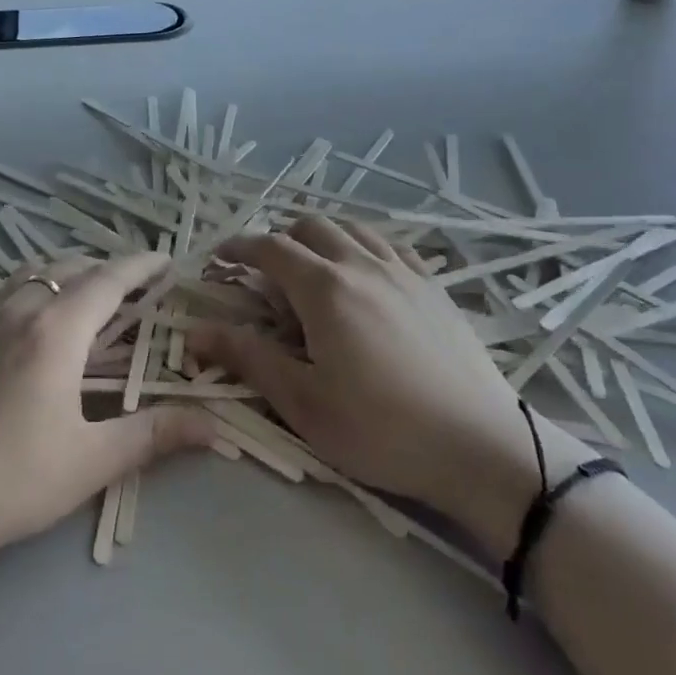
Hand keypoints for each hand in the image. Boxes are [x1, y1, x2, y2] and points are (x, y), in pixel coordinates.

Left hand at [0, 251, 213, 578]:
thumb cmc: (4, 481)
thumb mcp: (88, 462)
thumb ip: (153, 436)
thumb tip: (217, 427)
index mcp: (56, 330)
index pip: (108, 279)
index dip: (141, 266)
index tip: (167, 259)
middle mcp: (20, 311)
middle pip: (72, 268)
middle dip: (109, 268)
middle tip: (138, 286)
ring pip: (35, 274)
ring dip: (70, 272)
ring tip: (91, 294)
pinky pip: (10, 292)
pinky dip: (40, 286)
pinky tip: (39, 324)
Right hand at [187, 217, 590, 545]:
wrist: (480, 446)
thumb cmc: (381, 429)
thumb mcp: (303, 402)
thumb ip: (248, 358)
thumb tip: (195, 331)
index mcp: (325, 288)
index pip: (271, 248)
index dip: (239, 247)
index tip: (219, 257)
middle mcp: (362, 264)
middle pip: (311, 227)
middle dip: (279, 239)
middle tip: (264, 271)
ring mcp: (404, 271)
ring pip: (353, 229)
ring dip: (322, 237)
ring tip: (312, 266)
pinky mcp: (435, 287)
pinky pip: (391, 246)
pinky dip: (364, 245)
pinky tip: (366, 272)